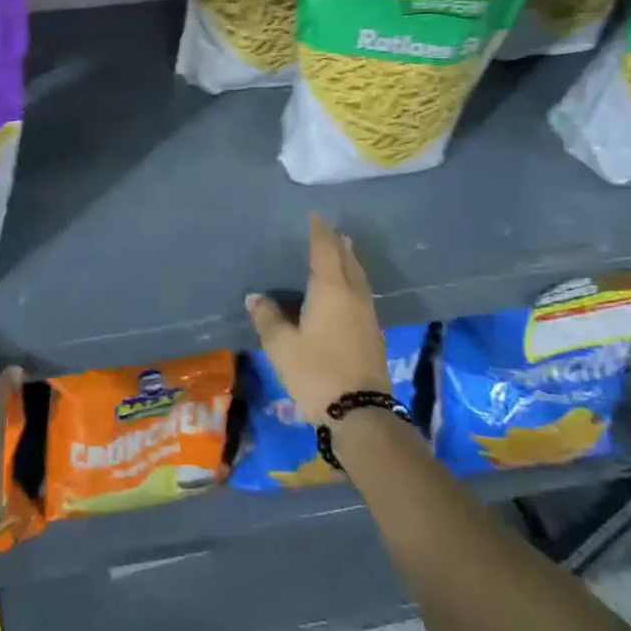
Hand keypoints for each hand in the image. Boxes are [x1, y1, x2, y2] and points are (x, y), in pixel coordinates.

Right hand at [247, 215, 389, 424]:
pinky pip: (361, 295)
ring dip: (349, 262)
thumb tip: (257, 297)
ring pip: (358, 278)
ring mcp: (367, 315)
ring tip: (342, 252)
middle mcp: (353, 295)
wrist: (361, 414)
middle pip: (348, 261)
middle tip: (329, 231)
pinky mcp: (373, 335)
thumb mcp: (281, 345)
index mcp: (330, 289)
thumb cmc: (316, 372)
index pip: (325, 251)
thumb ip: (268, 317)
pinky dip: (352, 282)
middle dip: (338, 244)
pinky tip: (346, 292)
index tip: (315, 216)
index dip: (319, 232)